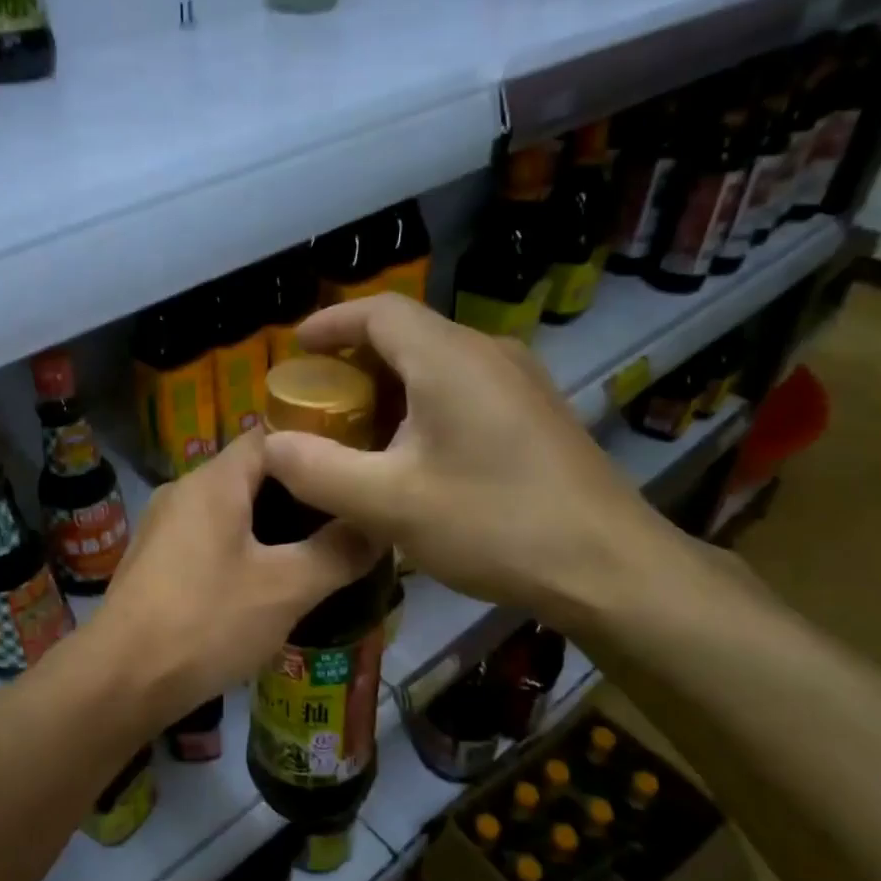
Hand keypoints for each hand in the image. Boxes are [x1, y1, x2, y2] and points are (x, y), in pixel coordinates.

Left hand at [93, 428, 383, 722]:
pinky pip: (206, 539)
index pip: (269, 438)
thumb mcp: (287, 588)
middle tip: (341, 522)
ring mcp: (162, 526)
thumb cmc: (207, 620)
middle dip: (296, 496)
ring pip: (228, 510)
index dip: (312, 452)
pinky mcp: (153, 561)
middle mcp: (183, 491)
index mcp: (213, 481)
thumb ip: (338, 552)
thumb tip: (377, 526)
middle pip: (249, 475)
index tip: (349, 478)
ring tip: (311, 554)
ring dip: (268, 527)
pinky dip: (239, 549)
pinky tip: (262, 585)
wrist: (122, 678)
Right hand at [261, 295, 683, 634]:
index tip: (295, 348)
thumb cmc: (493, 524)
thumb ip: (318, 470)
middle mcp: (488, 353)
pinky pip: (464, 386)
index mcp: (449, 358)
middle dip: (353, 359)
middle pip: (408, 334)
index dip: (330, 323)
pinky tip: (413, 451)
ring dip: (389, 384)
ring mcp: (520, 381)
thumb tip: (270, 445)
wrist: (610, 568)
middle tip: (317, 399)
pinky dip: (423, 402)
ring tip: (357, 427)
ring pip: (437, 361)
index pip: (379, 312)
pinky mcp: (536, 412)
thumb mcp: (388, 504)